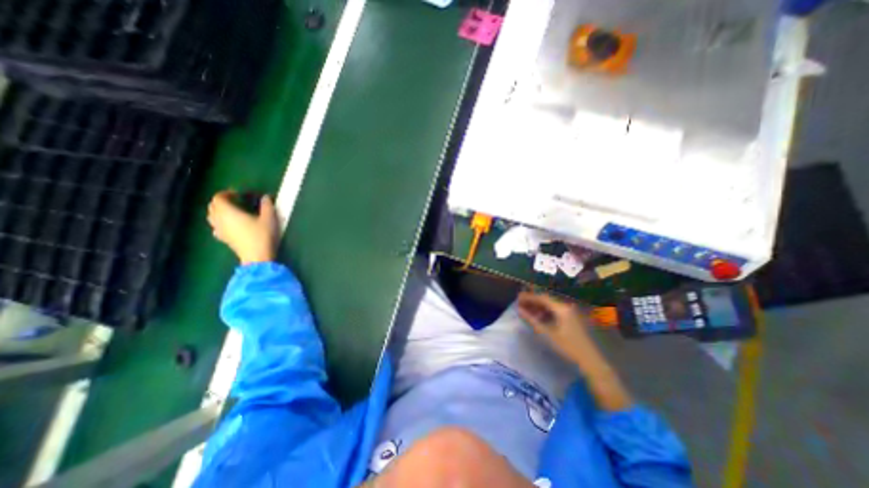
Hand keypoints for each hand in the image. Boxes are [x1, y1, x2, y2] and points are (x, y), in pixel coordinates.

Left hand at [206, 191, 276, 265]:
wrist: (256, 256)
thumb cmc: (262, 235)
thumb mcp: (269, 218)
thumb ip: (266, 206)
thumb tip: (265, 197)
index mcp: (228, 212)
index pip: (218, 198)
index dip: (226, 193)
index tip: (238, 193)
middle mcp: (219, 219)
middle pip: (213, 206)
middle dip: (221, 201)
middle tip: (235, 200)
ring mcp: (219, 230)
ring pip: (212, 217)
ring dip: (219, 211)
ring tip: (232, 211)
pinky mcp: (223, 239)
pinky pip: (216, 227)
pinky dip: (221, 222)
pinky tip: (230, 225)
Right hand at [514, 289, 598, 366]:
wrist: (590, 360)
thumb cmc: (568, 347)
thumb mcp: (548, 334)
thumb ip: (532, 320)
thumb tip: (519, 310)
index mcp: (562, 309)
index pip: (542, 298)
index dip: (529, 297)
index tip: (518, 298)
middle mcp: (567, 307)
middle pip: (546, 300)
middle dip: (532, 301)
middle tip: (520, 304)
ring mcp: (570, 312)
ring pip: (551, 305)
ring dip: (538, 307)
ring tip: (527, 312)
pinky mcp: (572, 318)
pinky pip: (556, 310)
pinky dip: (545, 312)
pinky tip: (539, 318)